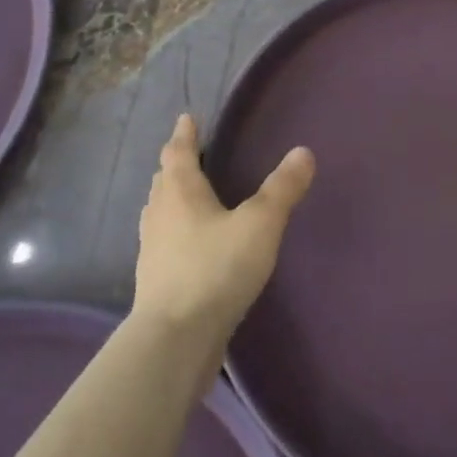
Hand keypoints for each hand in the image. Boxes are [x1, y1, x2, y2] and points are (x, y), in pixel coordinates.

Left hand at [133, 114, 315, 358]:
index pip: (179, 152)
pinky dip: (174, 231)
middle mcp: (160, 214)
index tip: (187, 119)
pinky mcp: (156, 281)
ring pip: (160, 212)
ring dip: (171, 198)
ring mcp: (153, 249)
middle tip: (190, 154)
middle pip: (164, 180)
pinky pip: (163, 242)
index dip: (184, 134)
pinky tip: (190, 245)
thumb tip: (303, 152)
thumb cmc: (216, 269)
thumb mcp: (260, 224)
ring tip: (187, 196)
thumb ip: (282, 189)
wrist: (176, 338)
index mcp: (180, 192)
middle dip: (176, 165)